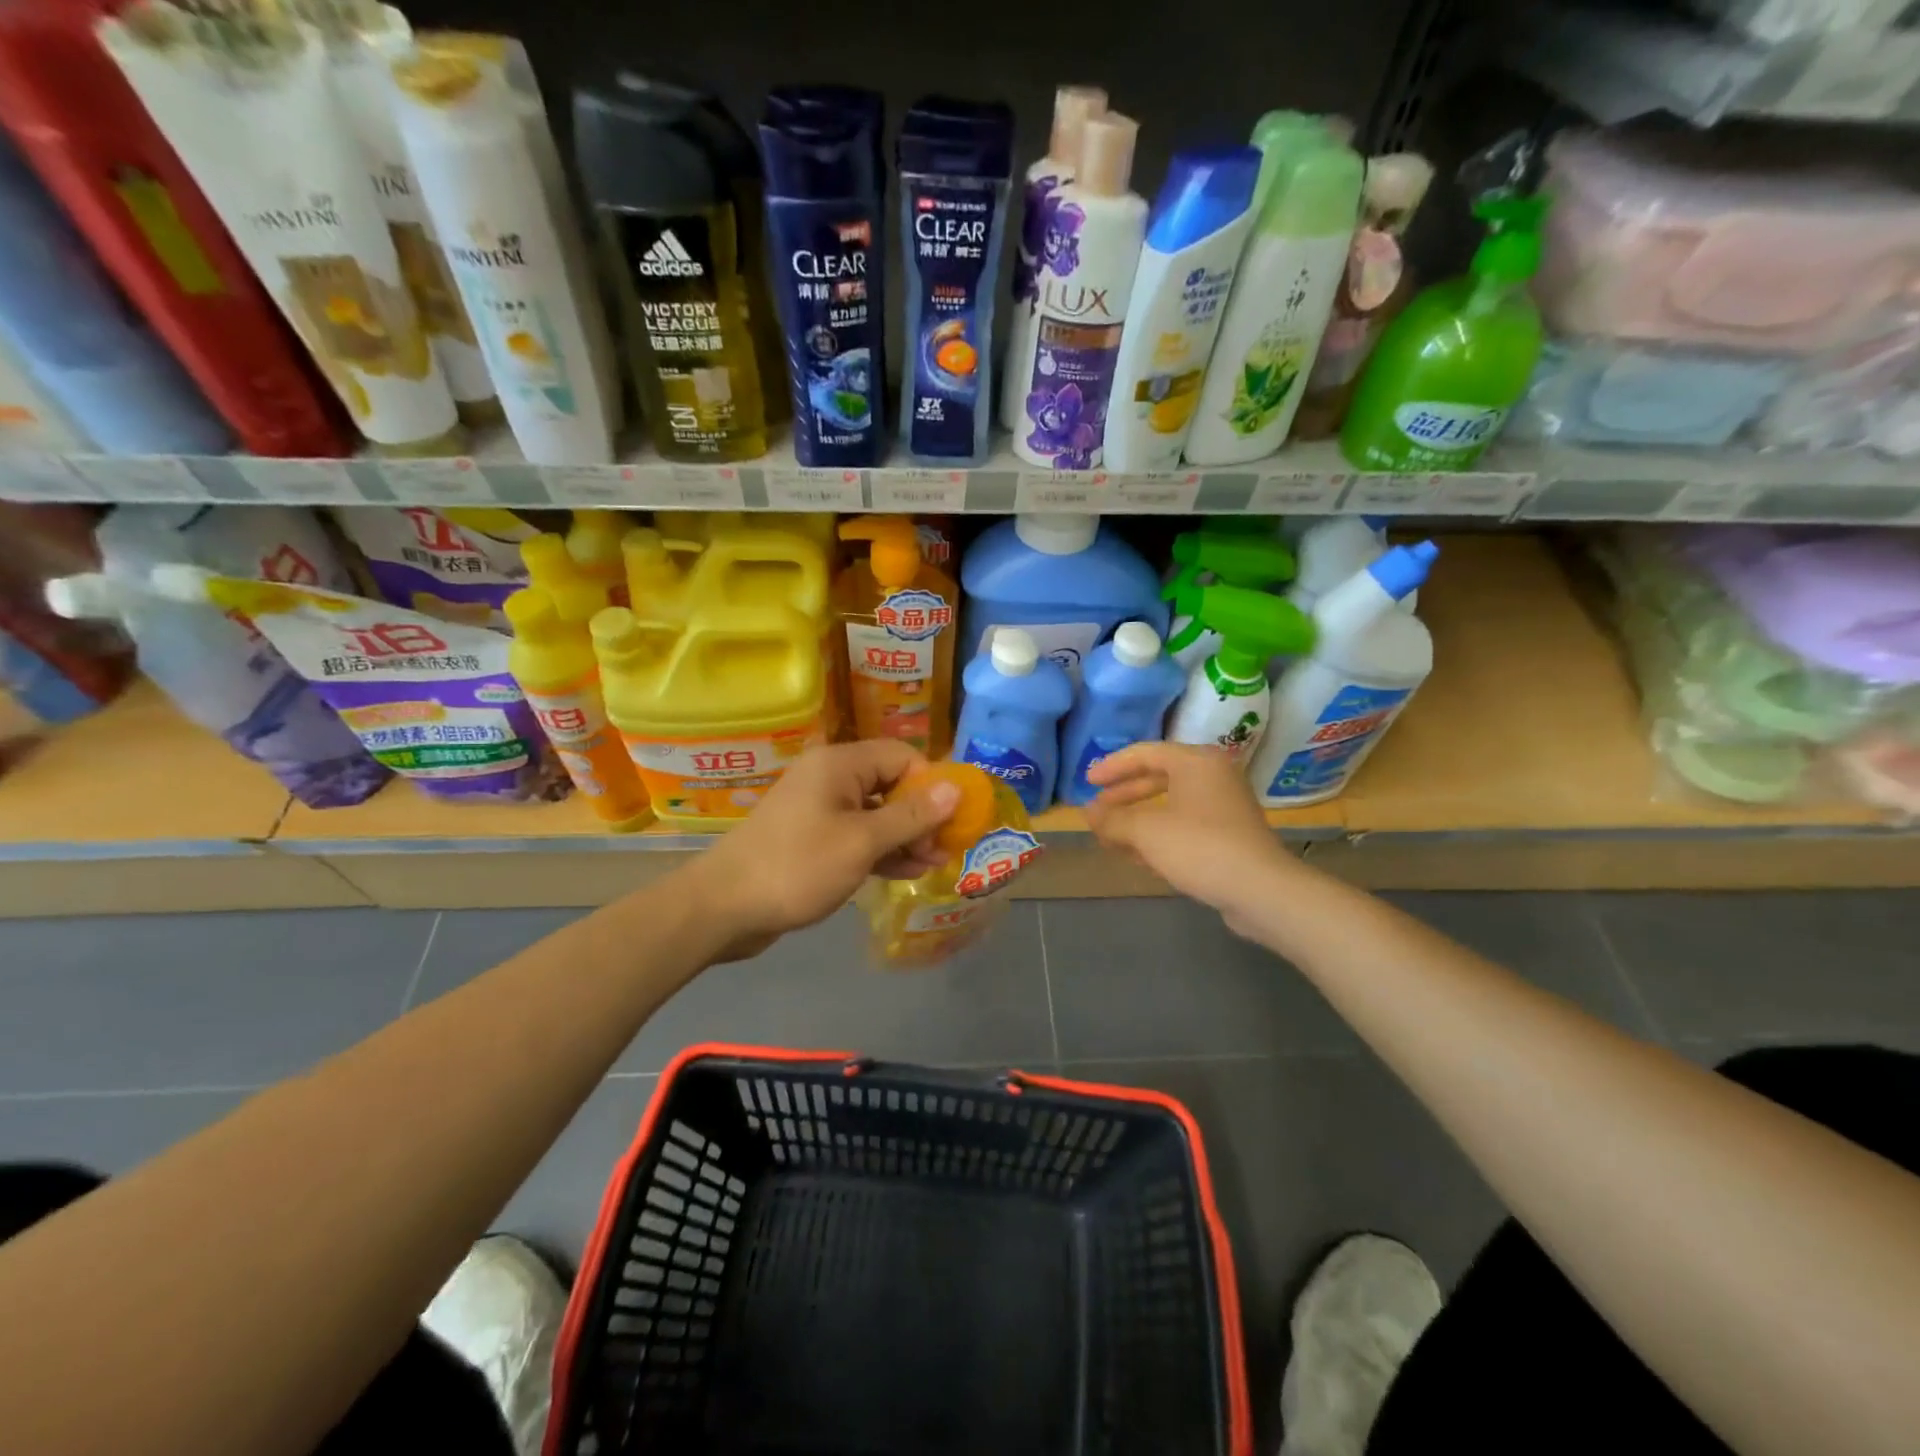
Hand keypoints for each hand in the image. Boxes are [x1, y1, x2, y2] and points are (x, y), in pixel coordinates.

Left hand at [680, 740, 961, 961]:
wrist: (724, 907)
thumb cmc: (798, 867)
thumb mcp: (862, 842)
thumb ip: (911, 816)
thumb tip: (955, 788)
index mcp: (840, 764)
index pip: (901, 756)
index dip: (931, 783)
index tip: (953, 818)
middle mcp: (830, 778)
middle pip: (890, 784)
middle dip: (921, 814)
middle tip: (946, 846)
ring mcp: (819, 809)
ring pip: (875, 813)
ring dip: (905, 836)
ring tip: (934, 863)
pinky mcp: (812, 838)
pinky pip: (857, 835)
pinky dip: (881, 850)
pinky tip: (907, 871)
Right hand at [1085, 742, 1294, 927]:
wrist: (1261, 891)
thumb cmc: (1199, 848)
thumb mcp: (1146, 832)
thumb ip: (1113, 819)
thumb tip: (1089, 813)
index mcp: (1196, 762)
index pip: (1145, 753)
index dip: (1112, 767)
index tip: (1087, 783)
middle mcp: (1213, 776)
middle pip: (1158, 778)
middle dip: (1124, 797)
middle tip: (1097, 812)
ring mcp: (1224, 807)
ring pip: (1170, 805)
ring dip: (1138, 820)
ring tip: (1111, 838)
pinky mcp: (1230, 835)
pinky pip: (1185, 826)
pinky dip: (1160, 835)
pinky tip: (1139, 857)